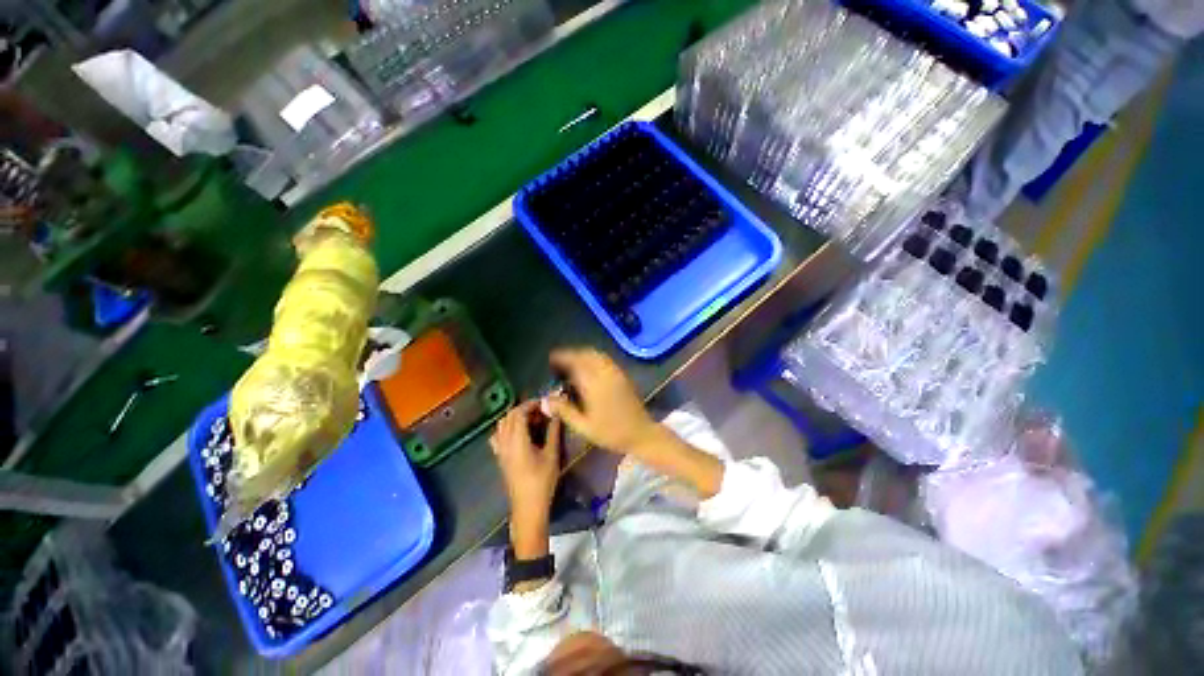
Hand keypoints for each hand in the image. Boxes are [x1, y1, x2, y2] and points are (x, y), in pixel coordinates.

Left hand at [490, 401, 561, 557]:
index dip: (532, 404)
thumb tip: (556, 413)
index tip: (545, 403)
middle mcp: (505, 442)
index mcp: (517, 440)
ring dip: (515, 417)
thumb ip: (553, 431)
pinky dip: (507, 428)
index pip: (519, 413)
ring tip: (532, 420)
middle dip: (524, 408)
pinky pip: (498, 435)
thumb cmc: (542, 481)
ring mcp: (500, 450)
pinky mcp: (500, 457)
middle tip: (541, 411)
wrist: (527, 507)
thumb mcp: (552, 455)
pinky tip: (519, 433)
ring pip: (502, 424)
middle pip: (509, 416)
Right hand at [545, 348, 657, 453]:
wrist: (641, 433)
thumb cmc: (611, 433)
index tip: (552, 359)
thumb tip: (545, 400)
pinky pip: (606, 359)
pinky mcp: (622, 375)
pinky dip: (594, 357)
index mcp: (594, 384)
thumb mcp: (584, 427)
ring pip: (597, 354)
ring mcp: (616, 372)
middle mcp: (605, 373)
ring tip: (572, 363)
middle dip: (572, 354)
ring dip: (583, 354)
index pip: (576, 362)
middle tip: (560, 361)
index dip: (563, 358)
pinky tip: (588, 367)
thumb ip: (564, 411)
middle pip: (586, 354)